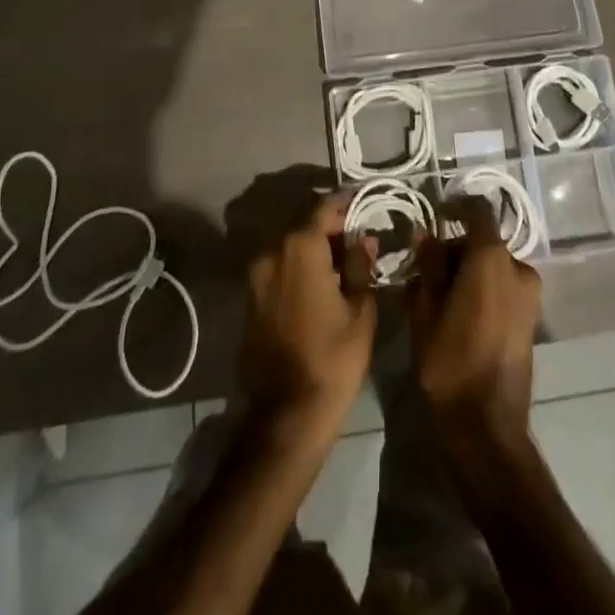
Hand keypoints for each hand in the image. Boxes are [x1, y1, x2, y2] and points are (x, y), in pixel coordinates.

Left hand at [239, 194, 376, 436]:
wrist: (285, 414)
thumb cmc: (333, 359)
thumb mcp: (360, 310)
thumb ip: (360, 266)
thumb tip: (361, 239)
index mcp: (300, 247)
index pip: (324, 207)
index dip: (345, 202)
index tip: (363, 199)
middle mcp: (272, 251)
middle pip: (303, 223)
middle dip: (330, 225)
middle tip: (357, 233)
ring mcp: (257, 275)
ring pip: (289, 245)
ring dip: (314, 245)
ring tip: (342, 258)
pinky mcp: (251, 297)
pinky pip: (279, 266)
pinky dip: (299, 264)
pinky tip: (321, 280)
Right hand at [406, 196, 541, 437]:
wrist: (487, 427)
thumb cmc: (450, 362)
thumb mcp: (426, 309)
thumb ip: (428, 265)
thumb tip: (426, 234)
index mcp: (492, 258)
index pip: (477, 210)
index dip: (456, 206)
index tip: (436, 215)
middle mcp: (518, 268)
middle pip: (482, 242)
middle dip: (453, 250)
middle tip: (423, 270)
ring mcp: (529, 296)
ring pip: (492, 267)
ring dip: (465, 272)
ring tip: (435, 296)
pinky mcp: (531, 320)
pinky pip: (502, 289)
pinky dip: (481, 290)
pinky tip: (455, 313)